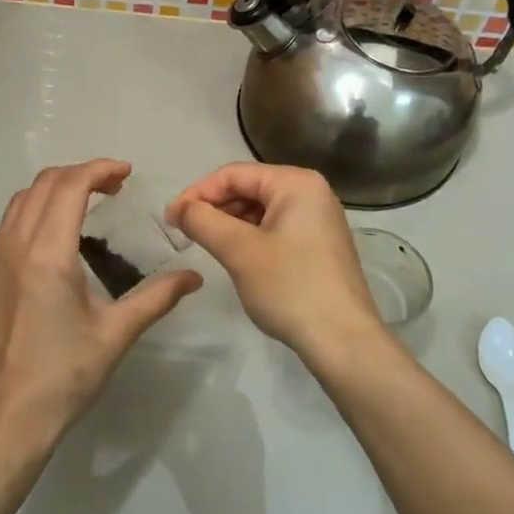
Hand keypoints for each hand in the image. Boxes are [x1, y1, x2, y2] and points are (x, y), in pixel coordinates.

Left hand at [0, 160, 201, 452]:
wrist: (9, 416)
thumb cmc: (66, 374)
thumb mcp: (117, 333)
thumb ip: (157, 297)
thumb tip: (194, 277)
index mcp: (47, 254)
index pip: (70, 186)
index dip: (99, 170)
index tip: (126, 173)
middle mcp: (15, 246)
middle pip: (43, 184)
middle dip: (79, 174)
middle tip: (113, 187)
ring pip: (20, 201)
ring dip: (53, 189)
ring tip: (86, 203)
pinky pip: (8, 224)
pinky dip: (34, 211)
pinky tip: (56, 236)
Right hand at [168, 163, 380, 359]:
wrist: (342, 339)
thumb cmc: (289, 287)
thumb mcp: (239, 251)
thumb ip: (203, 221)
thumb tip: (178, 208)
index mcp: (296, 183)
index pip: (234, 174)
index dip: (197, 192)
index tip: (171, 218)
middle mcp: (312, 192)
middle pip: (249, 188)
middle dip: (214, 208)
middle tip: (185, 233)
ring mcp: (318, 219)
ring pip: (261, 210)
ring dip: (230, 224)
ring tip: (207, 246)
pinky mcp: (319, 244)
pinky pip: (275, 228)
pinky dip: (250, 237)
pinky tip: (235, 257)